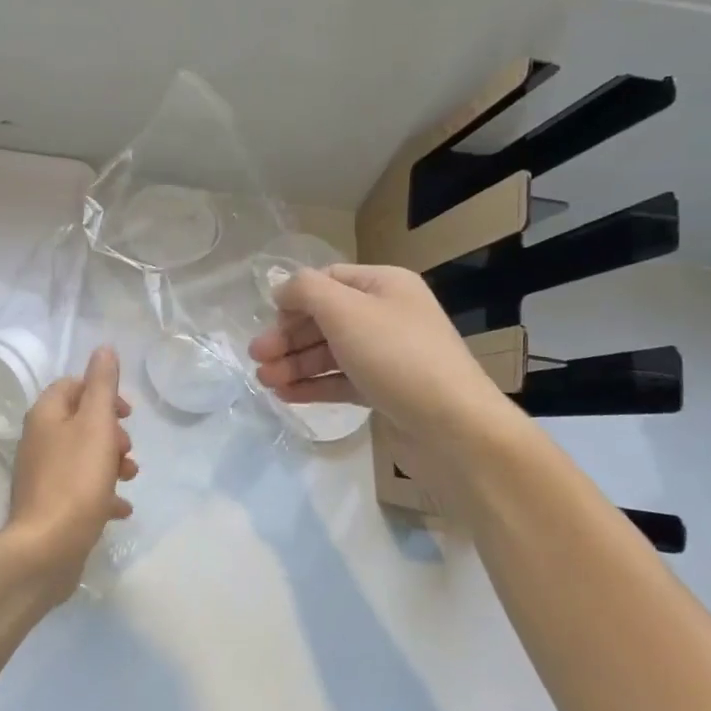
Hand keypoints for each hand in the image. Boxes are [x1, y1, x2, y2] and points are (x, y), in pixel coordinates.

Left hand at [4, 346, 136, 603]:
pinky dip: (102, 493)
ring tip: (129, 477)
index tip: (126, 412)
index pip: (72, 386)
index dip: (102, 392)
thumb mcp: (96, 424)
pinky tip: (121, 509)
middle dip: (111, 432)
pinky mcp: (50, 506)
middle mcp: (39, 441)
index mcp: (46, 416)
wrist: (46, 549)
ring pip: (83, 456)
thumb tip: (103, 348)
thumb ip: (102, 385)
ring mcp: (43, 475)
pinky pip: (81, 490)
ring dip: (111, 462)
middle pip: (80, 422)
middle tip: (127, 449)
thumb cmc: (75, 480)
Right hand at [249, 265, 525, 492]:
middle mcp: (387, 315)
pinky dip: (313, 386)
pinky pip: (341, 381)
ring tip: (264, 382)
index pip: (329, 280)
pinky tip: (285, 395)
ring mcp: (387, 356)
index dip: (295, 298)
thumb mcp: (345, 311)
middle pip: (325, 319)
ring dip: (295, 364)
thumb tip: (283, 290)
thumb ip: (306, 291)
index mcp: (385, 286)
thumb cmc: (397, 357)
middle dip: (288, 337)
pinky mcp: (385, 391)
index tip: (268, 320)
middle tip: (256, 357)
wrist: (454, 429)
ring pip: (330, 353)